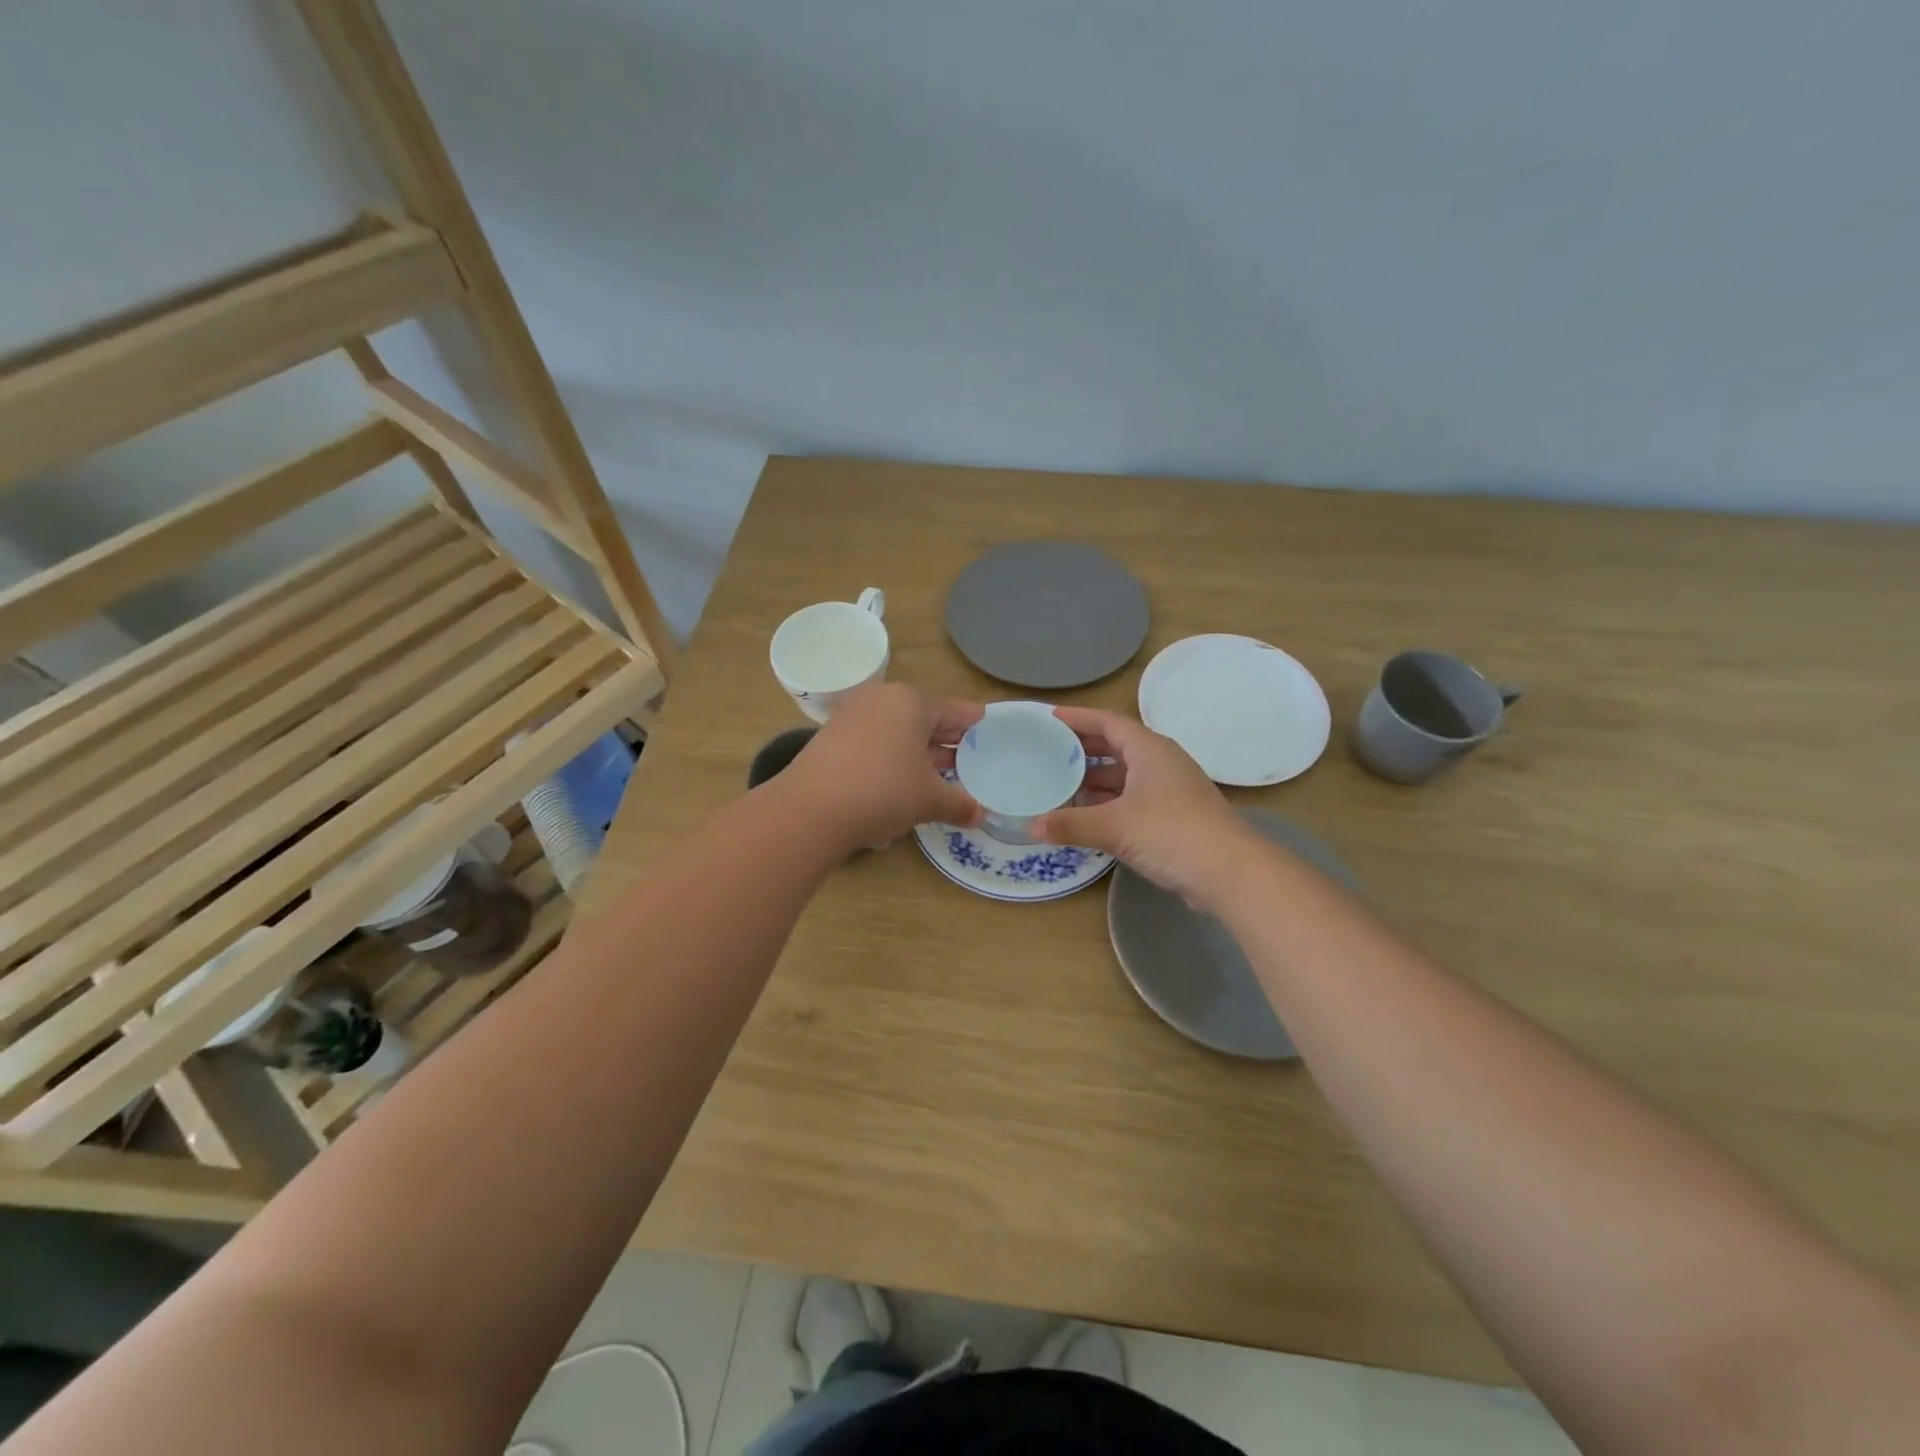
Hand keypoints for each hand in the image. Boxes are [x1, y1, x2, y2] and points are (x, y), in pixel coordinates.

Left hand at [779, 683, 982, 849]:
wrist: (812, 808)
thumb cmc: (884, 790)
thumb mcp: (929, 799)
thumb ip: (958, 803)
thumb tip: (980, 815)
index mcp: (911, 702)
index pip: (950, 710)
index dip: (970, 720)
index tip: (984, 721)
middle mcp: (881, 700)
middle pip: (923, 717)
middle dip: (945, 737)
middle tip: (968, 751)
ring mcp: (853, 717)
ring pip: (897, 730)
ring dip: (919, 750)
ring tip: (941, 770)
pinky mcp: (832, 738)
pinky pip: (875, 741)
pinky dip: (893, 755)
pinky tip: (904, 778)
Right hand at [1038, 706, 1252, 906]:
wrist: (1230, 872)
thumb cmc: (1171, 832)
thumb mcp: (1114, 826)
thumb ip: (1071, 824)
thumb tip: (1031, 827)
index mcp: (1149, 749)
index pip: (1108, 722)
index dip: (1078, 718)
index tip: (1049, 717)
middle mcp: (1161, 762)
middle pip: (1116, 746)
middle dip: (1083, 748)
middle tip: (1048, 751)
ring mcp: (1170, 790)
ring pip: (1125, 775)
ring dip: (1095, 779)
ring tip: (1061, 784)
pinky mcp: (1174, 817)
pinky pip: (1133, 799)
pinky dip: (1109, 802)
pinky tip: (1088, 816)